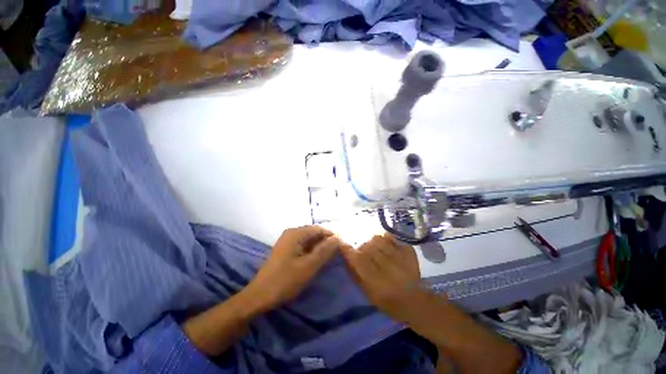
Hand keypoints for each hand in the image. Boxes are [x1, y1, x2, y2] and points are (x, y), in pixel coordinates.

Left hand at [246, 226, 341, 311]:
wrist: (259, 296)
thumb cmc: (285, 280)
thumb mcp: (308, 266)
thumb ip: (324, 250)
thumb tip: (338, 238)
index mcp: (296, 233)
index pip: (319, 229)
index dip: (331, 236)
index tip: (342, 246)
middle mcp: (291, 233)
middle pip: (313, 233)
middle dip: (325, 242)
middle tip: (337, 254)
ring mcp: (287, 241)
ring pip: (309, 240)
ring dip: (319, 247)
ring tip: (329, 258)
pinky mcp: (286, 249)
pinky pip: (303, 246)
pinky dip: (311, 251)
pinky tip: (316, 260)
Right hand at [340, 233, 428, 322]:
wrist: (415, 301)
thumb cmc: (389, 302)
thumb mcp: (368, 294)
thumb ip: (356, 274)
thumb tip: (346, 257)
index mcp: (376, 281)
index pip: (358, 260)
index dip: (348, 250)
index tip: (342, 244)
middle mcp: (386, 266)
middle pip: (366, 247)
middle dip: (361, 248)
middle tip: (364, 253)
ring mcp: (399, 257)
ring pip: (377, 239)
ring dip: (372, 242)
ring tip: (374, 248)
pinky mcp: (407, 250)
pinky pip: (390, 236)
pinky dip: (384, 237)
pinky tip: (384, 243)